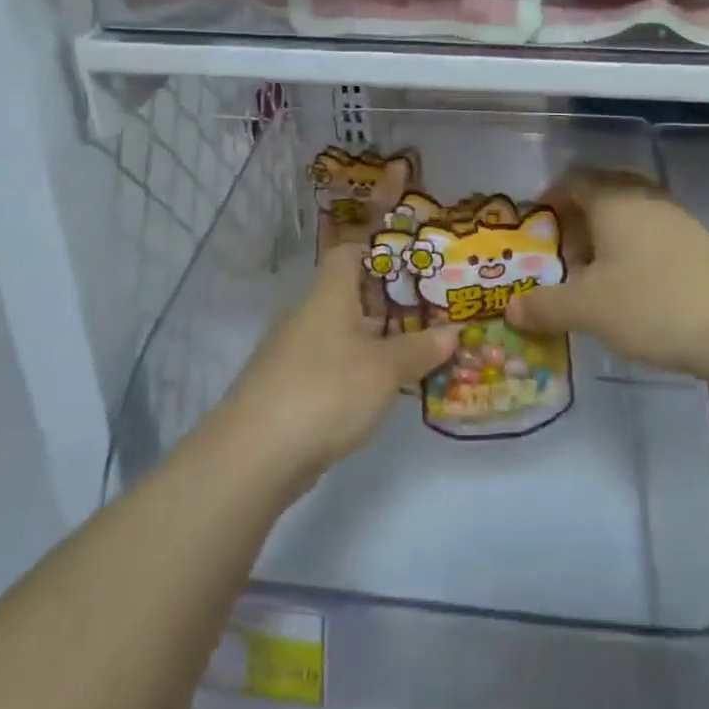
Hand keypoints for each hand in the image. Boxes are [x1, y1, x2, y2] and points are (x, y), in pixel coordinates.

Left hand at [221, 246, 457, 488]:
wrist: (254, 455)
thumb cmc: (326, 391)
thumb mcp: (385, 369)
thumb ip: (420, 348)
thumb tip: (454, 331)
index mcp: (328, 296)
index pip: (348, 254)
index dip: (380, 253)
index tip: (416, 265)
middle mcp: (306, 316)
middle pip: (349, 296)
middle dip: (389, 304)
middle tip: (432, 313)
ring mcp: (292, 354)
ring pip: (341, 334)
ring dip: (374, 341)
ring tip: (417, 351)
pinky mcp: (287, 389)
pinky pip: (330, 366)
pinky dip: (356, 371)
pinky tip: (380, 390)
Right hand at [507, 168, 708, 384]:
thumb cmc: (654, 305)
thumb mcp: (588, 309)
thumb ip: (544, 306)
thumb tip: (510, 309)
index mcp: (614, 200)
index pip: (573, 179)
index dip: (549, 197)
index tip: (534, 226)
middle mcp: (645, 199)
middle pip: (602, 195)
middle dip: (575, 220)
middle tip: (559, 253)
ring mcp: (677, 221)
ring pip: (628, 218)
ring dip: (604, 240)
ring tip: (590, 278)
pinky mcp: (699, 246)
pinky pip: (651, 237)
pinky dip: (630, 254)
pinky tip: (629, 291)